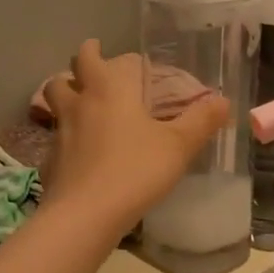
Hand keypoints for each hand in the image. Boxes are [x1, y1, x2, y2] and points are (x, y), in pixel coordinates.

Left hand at [40, 41, 227, 233]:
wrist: (85, 214)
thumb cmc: (135, 170)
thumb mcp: (179, 146)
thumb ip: (201, 121)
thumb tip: (223, 101)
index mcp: (110, 88)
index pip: (114, 58)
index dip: (126, 59)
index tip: (136, 65)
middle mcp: (81, 101)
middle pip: (71, 68)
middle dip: (85, 61)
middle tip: (98, 67)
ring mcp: (60, 129)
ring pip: (55, 97)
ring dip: (66, 91)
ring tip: (83, 101)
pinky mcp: (50, 157)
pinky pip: (56, 133)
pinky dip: (65, 131)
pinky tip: (80, 147)